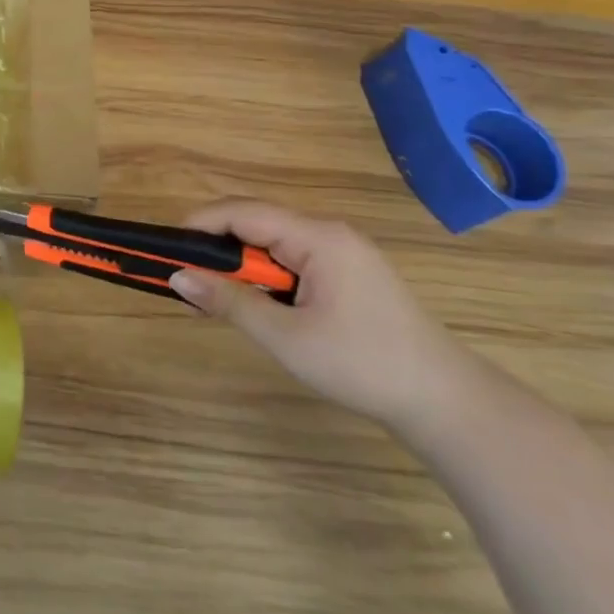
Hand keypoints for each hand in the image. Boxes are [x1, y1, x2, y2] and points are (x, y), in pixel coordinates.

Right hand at [171, 199, 475, 433]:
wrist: (445, 401)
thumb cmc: (363, 364)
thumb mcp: (286, 337)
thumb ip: (230, 302)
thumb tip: (177, 277)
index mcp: (318, 237)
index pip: (244, 212)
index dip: (201, 224)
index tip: (168, 250)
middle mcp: (330, 233)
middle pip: (257, 223)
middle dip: (218, 248)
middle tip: (188, 280)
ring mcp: (343, 252)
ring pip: (273, 243)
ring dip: (241, 266)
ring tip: (215, 297)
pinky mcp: (349, 274)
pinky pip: (293, 260)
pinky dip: (265, 276)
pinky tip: (256, 304)